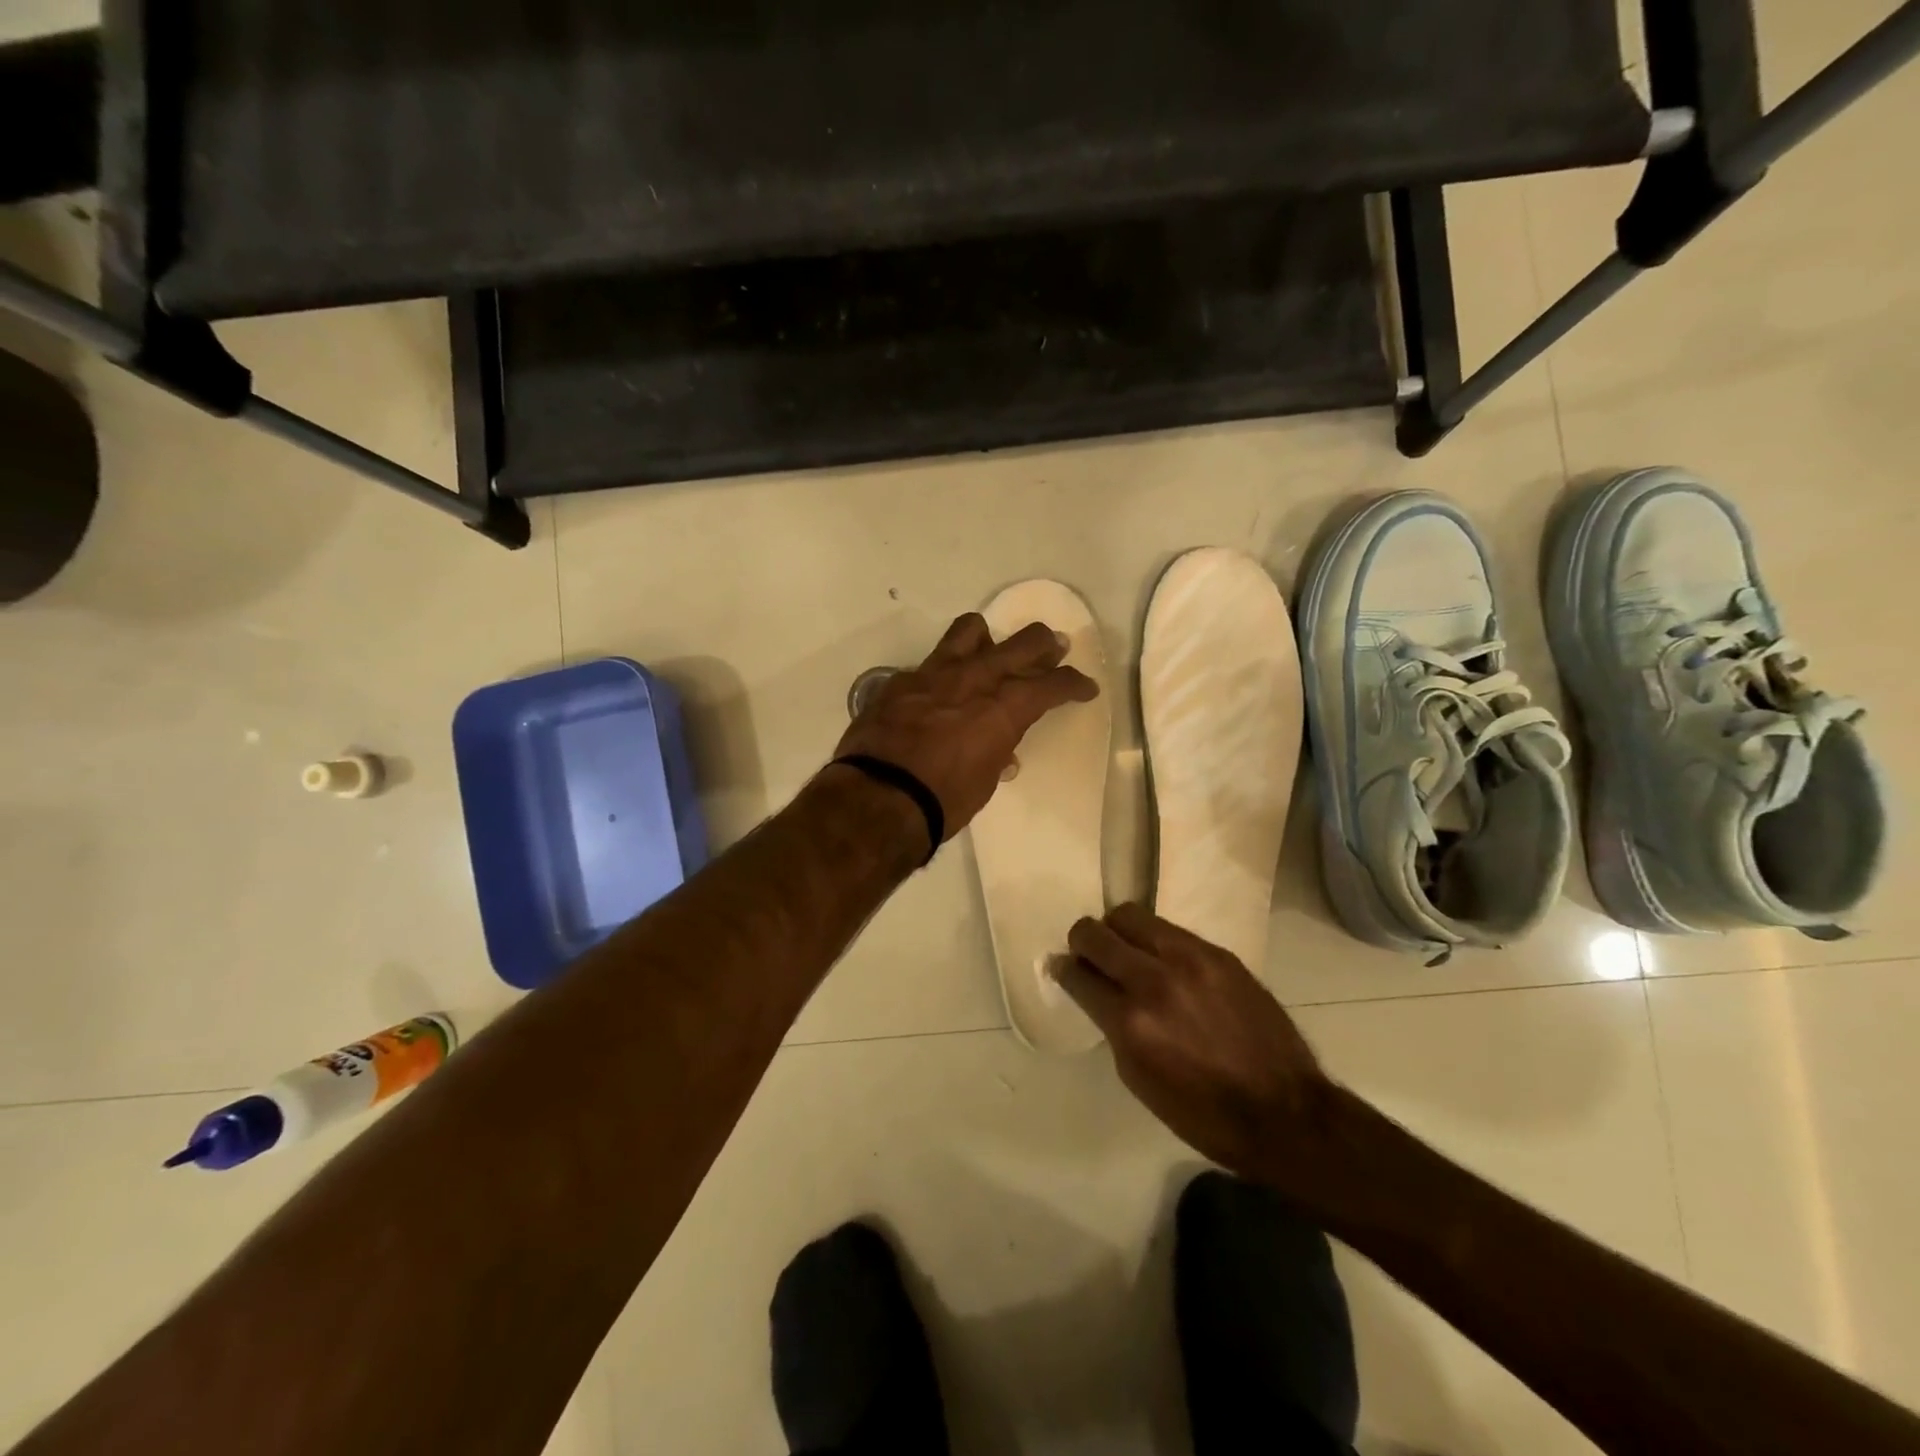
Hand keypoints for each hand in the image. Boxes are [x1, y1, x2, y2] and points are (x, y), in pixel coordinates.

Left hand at [835, 613, 1098, 839]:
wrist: (878, 797)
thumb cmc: (942, 800)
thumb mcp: (984, 781)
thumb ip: (995, 752)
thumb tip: (1000, 750)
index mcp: (1003, 707)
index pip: (1052, 684)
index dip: (1074, 684)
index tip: (1085, 687)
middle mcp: (974, 679)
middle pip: (1022, 642)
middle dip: (1045, 644)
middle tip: (1054, 647)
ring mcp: (934, 674)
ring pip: (970, 631)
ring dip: (987, 638)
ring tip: (990, 650)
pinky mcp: (901, 681)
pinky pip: (929, 664)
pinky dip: (942, 675)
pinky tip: (937, 693)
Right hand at [1055, 904, 1332, 1184]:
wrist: (1285, 1112)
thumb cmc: (1202, 1112)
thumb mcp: (1138, 1077)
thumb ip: (1111, 1025)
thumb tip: (1092, 990)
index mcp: (1131, 1022)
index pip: (1079, 975)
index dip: (1064, 970)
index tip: (1062, 968)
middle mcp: (1155, 981)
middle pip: (1096, 933)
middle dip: (1082, 941)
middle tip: (1088, 954)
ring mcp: (1191, 960)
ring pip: (1131, 916)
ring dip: (1117, 931)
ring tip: (1126, 950)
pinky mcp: (1219, 954)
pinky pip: (1171, 930)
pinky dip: (1156, 941)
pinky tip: (1165, 963)